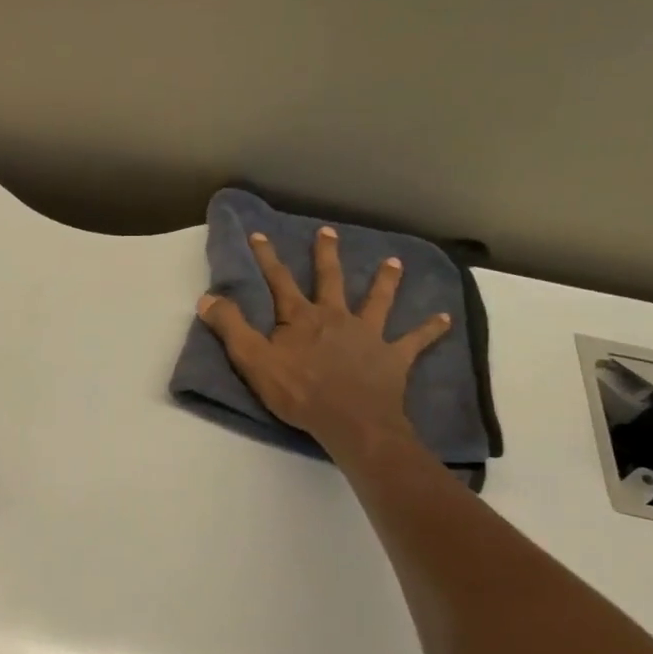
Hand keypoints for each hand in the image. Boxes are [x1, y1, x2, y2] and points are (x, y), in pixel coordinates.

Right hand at [197, 228, 451, 452]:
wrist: (351, 421)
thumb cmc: (299, 393)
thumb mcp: (253, 361)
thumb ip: (231, 328)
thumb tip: (207, 298)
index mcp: (301, 317)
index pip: (279, 281)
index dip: (267, 258)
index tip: (259, 234)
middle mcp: (336, 316)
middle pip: (330, 280)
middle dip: (326, 255)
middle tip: (328, 232)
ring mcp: (368, 334)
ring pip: (378, 301)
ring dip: (385, 281)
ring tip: (394, 262)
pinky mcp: (393, 357)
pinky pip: (414, 341)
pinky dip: (429, 330)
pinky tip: (445, 319)